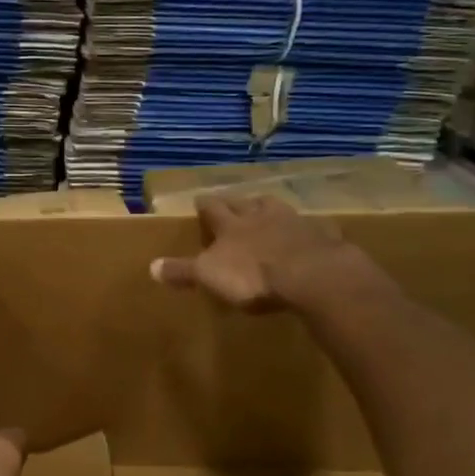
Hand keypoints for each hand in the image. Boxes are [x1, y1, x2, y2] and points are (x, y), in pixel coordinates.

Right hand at [150, 194, 357, 312]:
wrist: (311, 275)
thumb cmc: (253, 276)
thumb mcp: (209, 275)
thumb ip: (183, 271)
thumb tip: (151, 266)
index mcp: (231, 225)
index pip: (213, 209)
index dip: (206, 205)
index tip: (200, 199)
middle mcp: (261, 217)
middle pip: (248, 203)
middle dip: (239, 202)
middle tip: (235, 201)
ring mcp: (295, 223)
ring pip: (279, 209)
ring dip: (271, 210)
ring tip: (267, 211)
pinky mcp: (323, 237)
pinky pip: (313, 229)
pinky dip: (307, 231)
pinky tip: (309, 235)